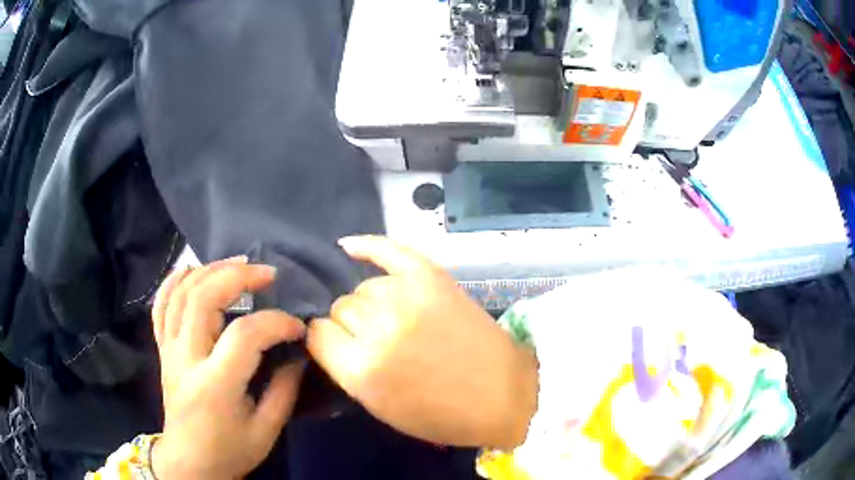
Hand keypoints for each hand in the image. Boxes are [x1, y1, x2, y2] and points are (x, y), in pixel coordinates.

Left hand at [150, 257, 305, 479]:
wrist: (189, 462)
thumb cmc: (229, 451)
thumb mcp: (266, 430)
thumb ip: (284, 390)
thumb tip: (297, 353)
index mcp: (215, 384)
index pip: (245, 335)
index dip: (276, 323)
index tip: (297, 326)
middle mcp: (186, 358)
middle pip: (203, 298)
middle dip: (238, 277)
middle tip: (266, 273)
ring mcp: (169, 350)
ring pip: (180, 293)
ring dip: (209, 270)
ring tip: (237, 264)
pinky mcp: (162, 349)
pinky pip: (161, 305)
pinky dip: (174, 281)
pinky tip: (192, 269)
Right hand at [307, 236, 537, 449]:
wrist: (503, 394)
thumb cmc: (442, 415)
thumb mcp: (380, 407)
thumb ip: (346, 370)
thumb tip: (330, 336)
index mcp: (362, 370)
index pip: (318, 334)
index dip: (325, 340)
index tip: (337, 345)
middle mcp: (379, 328)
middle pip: (341, 307)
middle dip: (350, 325)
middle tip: (375, 338)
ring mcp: (407, 297)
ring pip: (364, 287)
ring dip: (370, 303)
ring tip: (392, 318)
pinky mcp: (431, 276)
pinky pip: (389, 250)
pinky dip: (367, 246)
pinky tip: (348, 245)